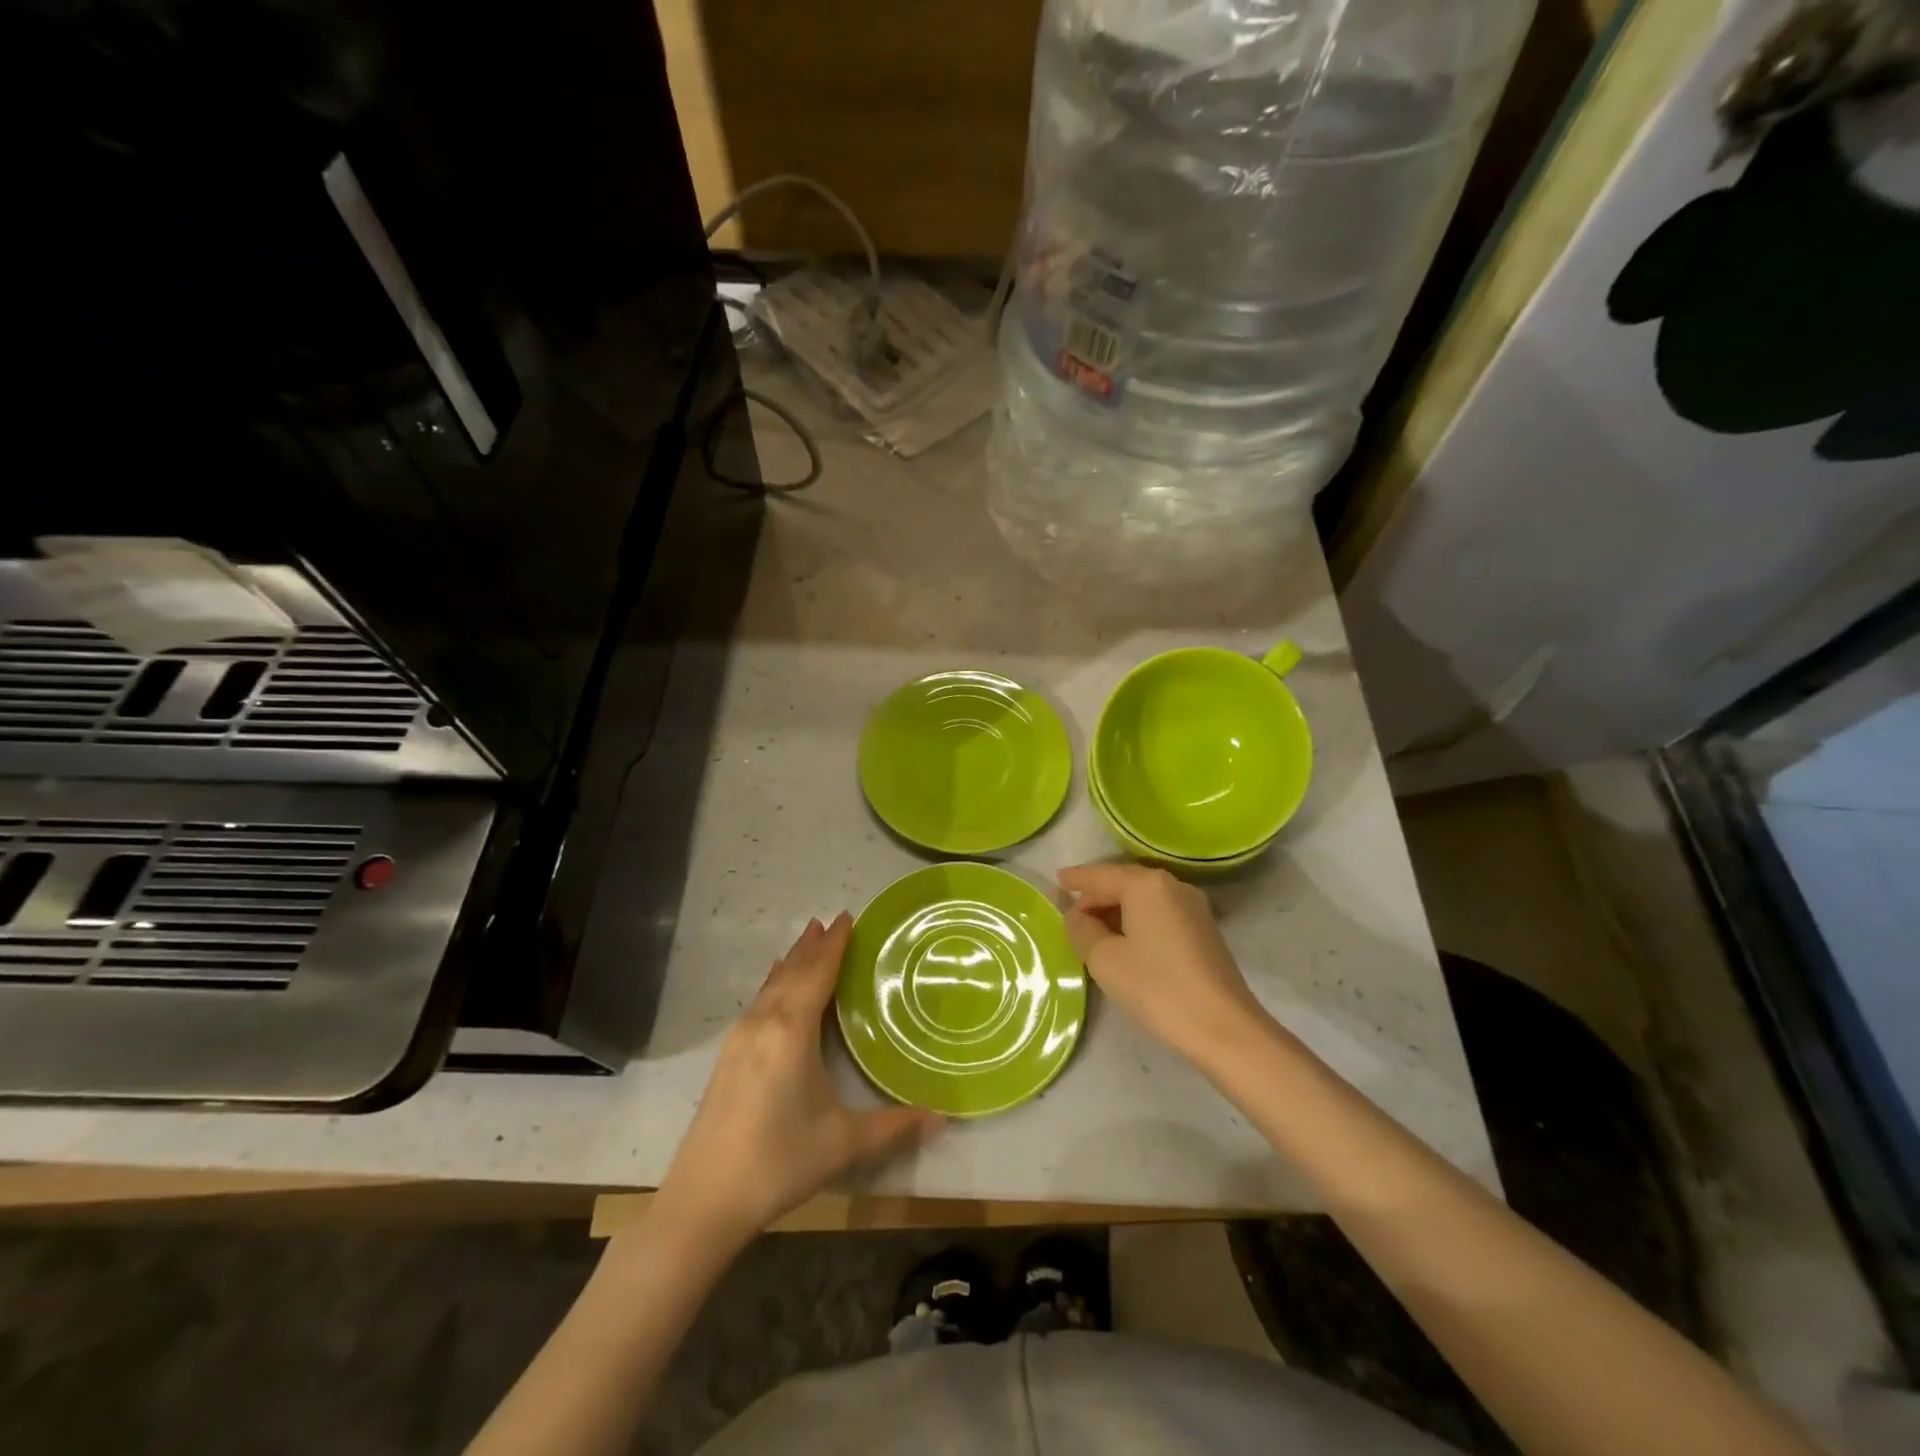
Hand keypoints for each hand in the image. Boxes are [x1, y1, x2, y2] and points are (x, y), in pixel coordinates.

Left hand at [655, 913, 942, 1249]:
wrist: (703, 1200)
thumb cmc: (778, 1162)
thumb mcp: (843, 1144)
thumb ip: (894, 1126)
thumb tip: (944, 1117)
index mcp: (791, 1030)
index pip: (817, 973)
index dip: (834, 944)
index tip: (848, 916)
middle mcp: (763, 1023)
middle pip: (792, 972)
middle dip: (814, 945)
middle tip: (832, 920)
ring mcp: (740, 1039)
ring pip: (771, 985)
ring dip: (793, 961)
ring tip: (807, 939)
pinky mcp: (728, 1057)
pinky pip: (758, 1002)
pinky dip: (774, 983)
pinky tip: (774, 987)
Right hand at [1058, 863, 1270, 1066]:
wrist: (1223, 1028)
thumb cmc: (1156, 987)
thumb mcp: (1104, 959)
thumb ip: (1082, 930)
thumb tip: (1077, 916)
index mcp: (1146, 884)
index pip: (1099, 875)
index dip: (1074, 879)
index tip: (1055, 880)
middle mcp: (1171, 885)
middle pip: (1122, 883)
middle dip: (1094, 896)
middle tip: (1069, 915)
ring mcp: (1192, 907)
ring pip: (1142, 899)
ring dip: (1115, 911)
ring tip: (1091, 931)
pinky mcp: (1203, 930)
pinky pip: (1158, 914)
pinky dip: (1135, 921)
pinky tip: (1123, 941)